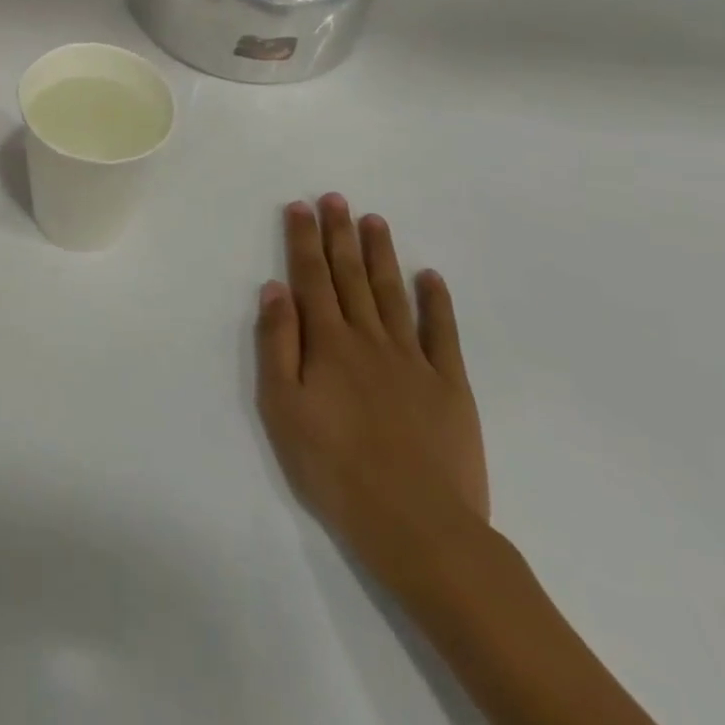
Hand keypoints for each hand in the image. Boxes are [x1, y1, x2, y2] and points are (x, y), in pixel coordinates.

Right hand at [255, 195, 488, 572]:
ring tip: (374, 221)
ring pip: (393, 293)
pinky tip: (431, 277)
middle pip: (351, 275)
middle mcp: (369, 338)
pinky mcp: (450, 386)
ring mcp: (413, 360)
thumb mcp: (283, 407)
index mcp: (327, 342)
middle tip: (336, 198)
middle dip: (340, 233)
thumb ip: (277, 343)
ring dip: (381, 255)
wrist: (419, 526)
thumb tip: (275, 288)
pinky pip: (443, 333)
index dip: (304, 240)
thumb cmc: (335, 467)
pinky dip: (437, 302)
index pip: (311, 277)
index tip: (300, 206)